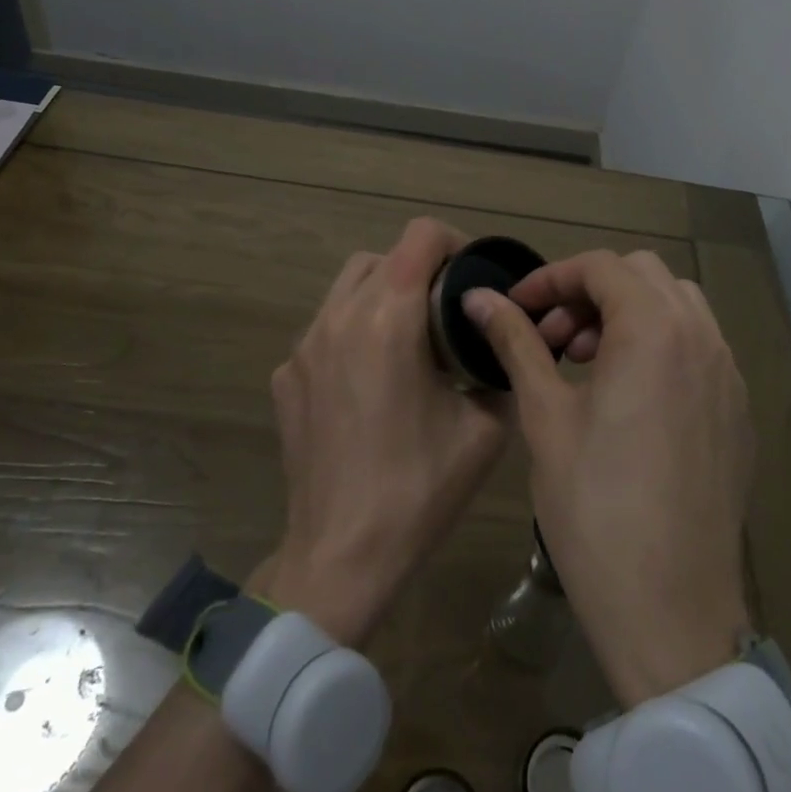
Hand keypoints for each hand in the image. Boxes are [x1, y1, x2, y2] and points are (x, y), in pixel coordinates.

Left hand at [261, 218, 509, 647]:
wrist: (341, 554)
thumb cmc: (419, 489)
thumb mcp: (485, 429)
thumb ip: (500, 368)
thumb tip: (504, 341)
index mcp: (389, 318)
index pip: (419, 237)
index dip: (454, 243)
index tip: (472, 277)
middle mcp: (340, 317)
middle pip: (381, 256)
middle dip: (418, 269)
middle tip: (446, 311)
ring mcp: (304, 345)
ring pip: (347, 286)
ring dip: (382, 294)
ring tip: (409, 339)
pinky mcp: (285, 375)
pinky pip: (324, 329)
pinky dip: (352, 332)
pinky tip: (369, 382)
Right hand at [463, 251, 753, 707]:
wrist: (671, 613)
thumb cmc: (595, 508)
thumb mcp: (545, 416)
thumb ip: (516, 342)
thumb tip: (478, 298)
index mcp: (654, 330)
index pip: (600, 267)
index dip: (551, 279)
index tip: (516, 309)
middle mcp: (702, 338)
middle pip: (642, 275)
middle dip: (589, 291)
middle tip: (553, 339)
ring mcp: (728, 375)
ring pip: (677, 305)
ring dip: (628, 312)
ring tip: (588, 362)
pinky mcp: (738, 411)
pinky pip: (700, 346)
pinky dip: (660, 342)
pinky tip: (629, 395)